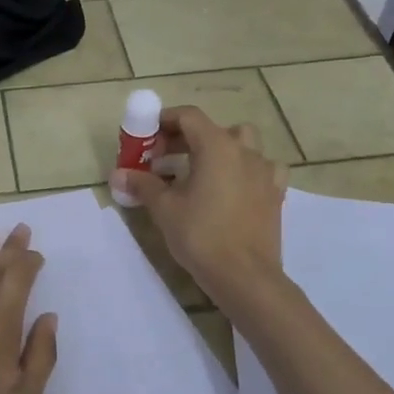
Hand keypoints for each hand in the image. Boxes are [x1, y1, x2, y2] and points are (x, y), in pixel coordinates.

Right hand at [111, 105, 288, 308]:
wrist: (245, 276)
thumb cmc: (201, 235)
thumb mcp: (164, 208)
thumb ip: (142, 184)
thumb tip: (118, 175)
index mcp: (216, 146)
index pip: (189, 116)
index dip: (165, 120)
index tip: (147, 136)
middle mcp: (244, 151)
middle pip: (213, 129)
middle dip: (185, 137)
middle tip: (163, 157)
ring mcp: (265, 171)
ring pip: (242, 144)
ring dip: (219, 148)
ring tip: (200, 169)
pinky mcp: (275, 193)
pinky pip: (262, 168)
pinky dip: (246, 169)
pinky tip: (234, 186)